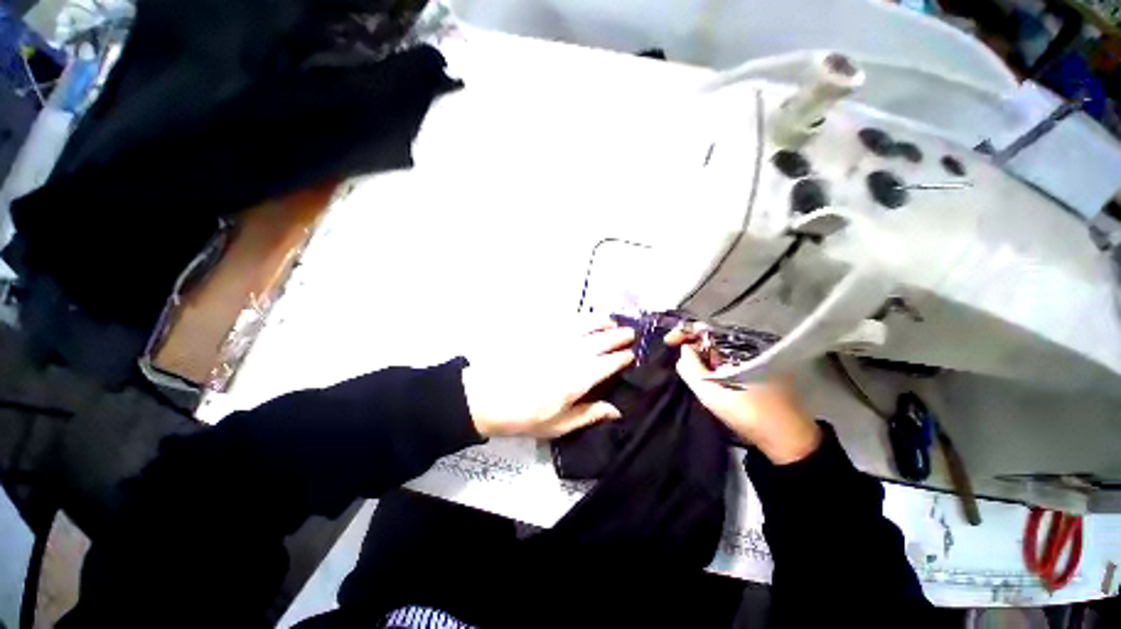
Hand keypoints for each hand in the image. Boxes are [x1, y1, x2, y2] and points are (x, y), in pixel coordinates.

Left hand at [463, 320, 634, 438]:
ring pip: (585, 325)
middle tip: (630, 333)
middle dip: (618, 336)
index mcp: (578, 379)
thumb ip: (589, 414)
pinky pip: (565, 320)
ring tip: (611, 320)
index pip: (608, 363)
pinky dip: (579, 317)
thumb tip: (616, 410)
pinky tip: (583, 317)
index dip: (622, 358)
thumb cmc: (524, 415)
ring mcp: (556, 341)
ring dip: (601, 321)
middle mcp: (572, 355)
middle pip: (600, 341)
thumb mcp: (558, 425)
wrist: (486, 396)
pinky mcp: (541, 333)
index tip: (631, 355)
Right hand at [665, 328, 820, 464]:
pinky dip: (711, 363)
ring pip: (718, 350)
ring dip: (700, 355)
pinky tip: (703, 374)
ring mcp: (754, 360)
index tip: (668, 342)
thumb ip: (691, 369)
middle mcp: (749, 348)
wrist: (788, 441)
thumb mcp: (714, 394)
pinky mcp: (755, 372)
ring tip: (685, 365)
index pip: (708, 329)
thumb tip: (683, 350)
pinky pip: (726, 360)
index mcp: (742, 347)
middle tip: (675, 355)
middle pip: (712, 338)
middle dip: (690, 344)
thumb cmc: (750, 414)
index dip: (685, 332)